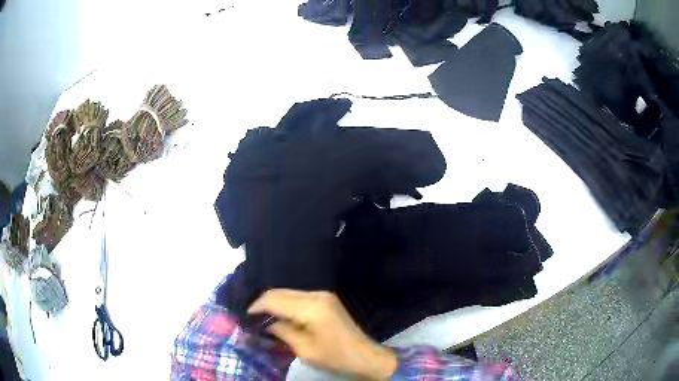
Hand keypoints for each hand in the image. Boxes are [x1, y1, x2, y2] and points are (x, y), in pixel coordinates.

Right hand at [248, 290, 396, 379]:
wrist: (365, 356)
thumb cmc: (335, 357)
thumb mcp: (305, 350)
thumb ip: (282, 332)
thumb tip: (266, 323)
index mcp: (311, 307)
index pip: (274, 299)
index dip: (256, 307)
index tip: (244, 317)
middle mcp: (317, 295)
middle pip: (279, 292)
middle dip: (262, 303)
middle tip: (250, 318)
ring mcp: (323, 295)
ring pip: (287, 293)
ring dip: (273, 303)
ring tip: (261, 318)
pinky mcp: (325, 300)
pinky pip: (298, 297)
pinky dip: (285, 304)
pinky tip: (279, 316)